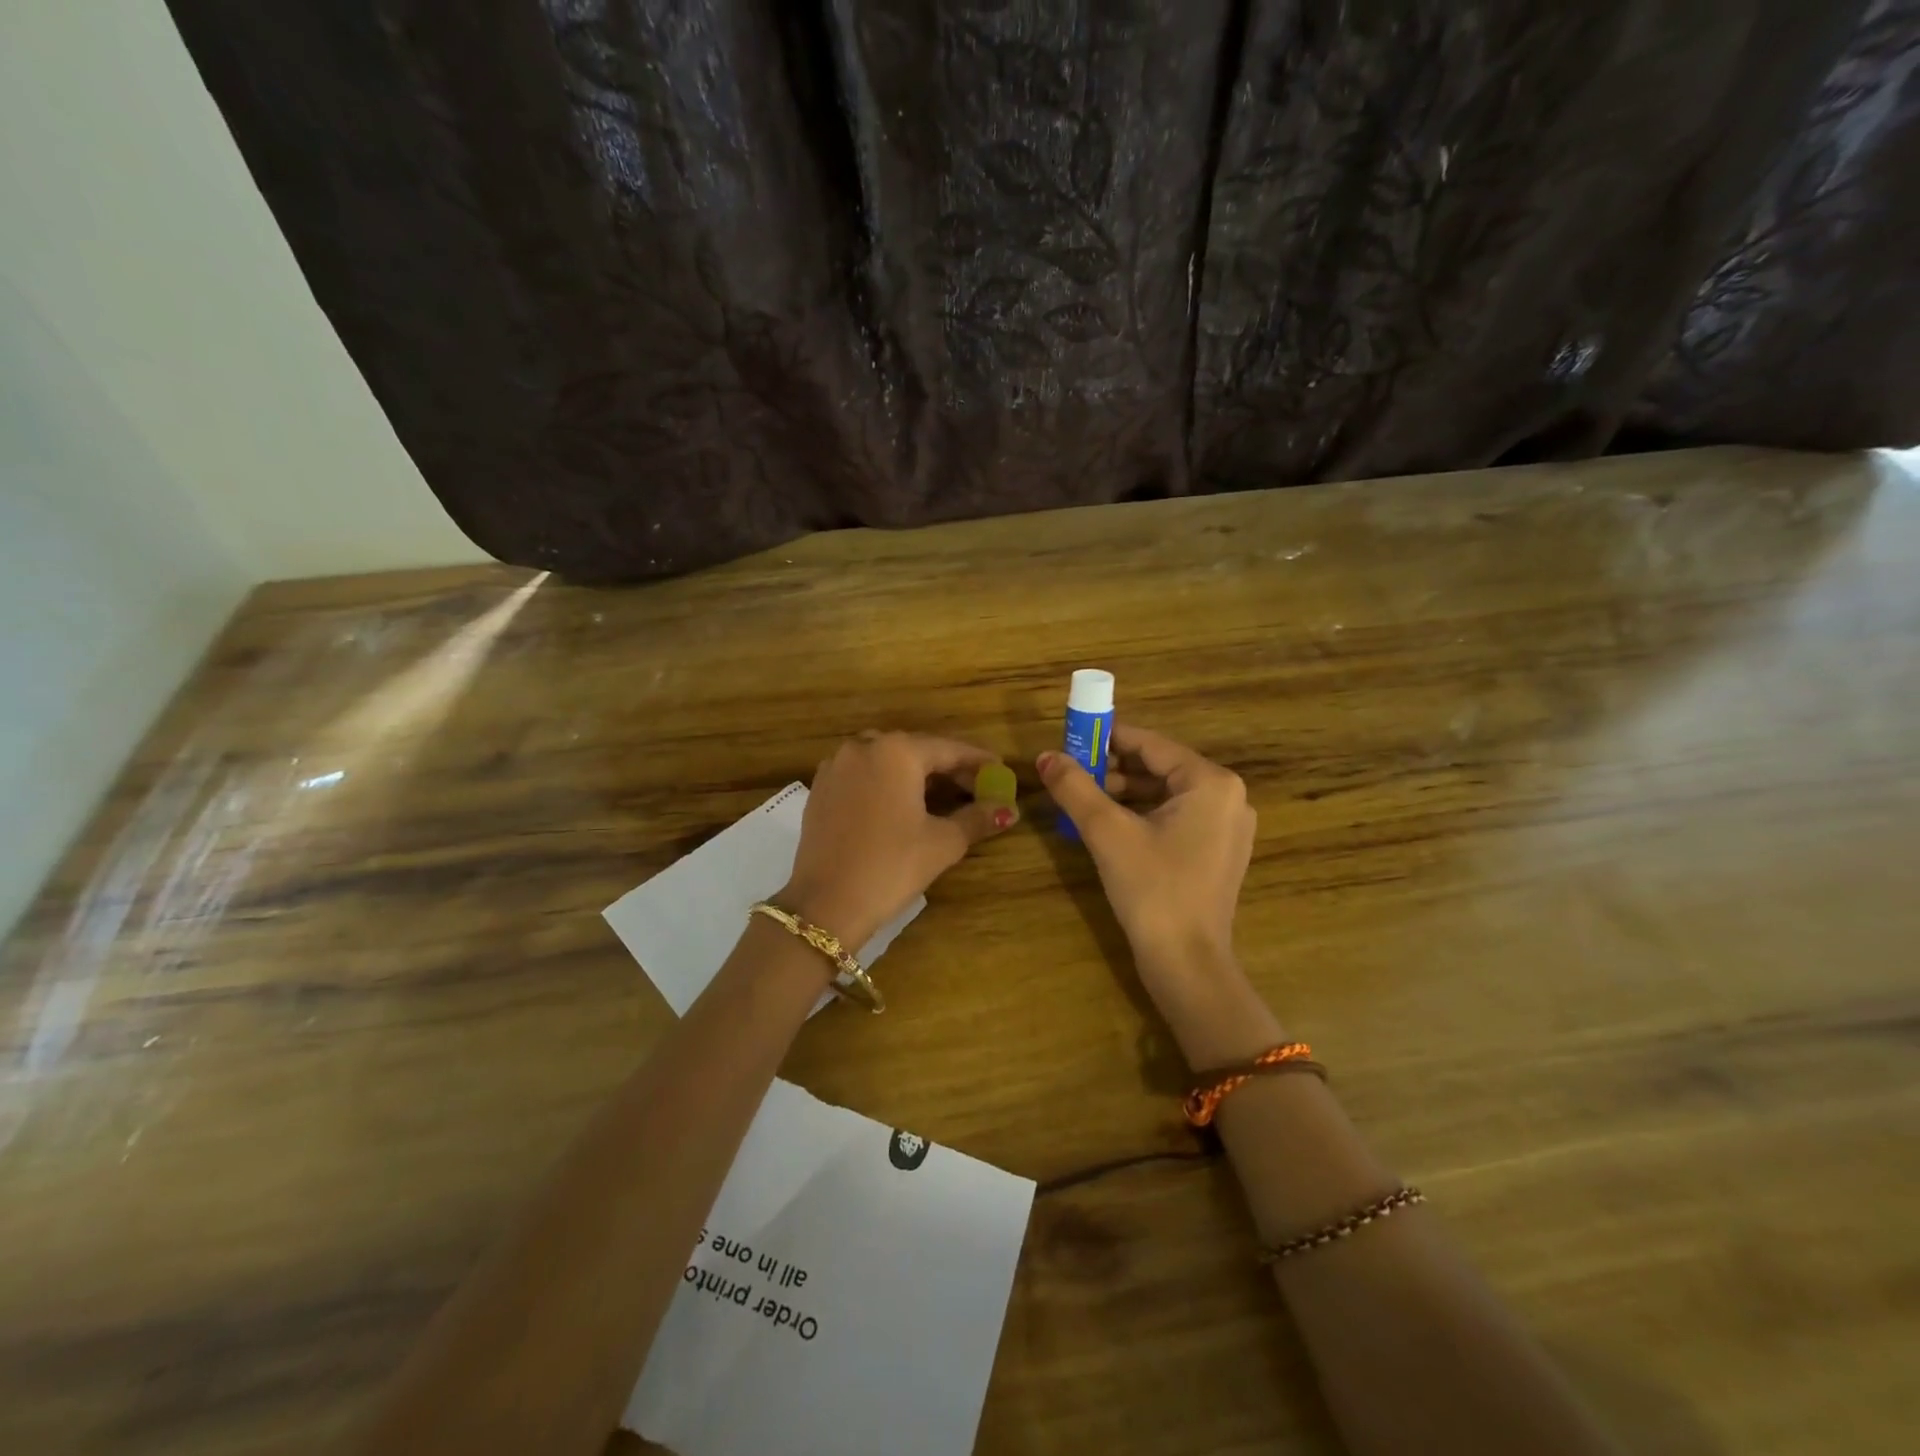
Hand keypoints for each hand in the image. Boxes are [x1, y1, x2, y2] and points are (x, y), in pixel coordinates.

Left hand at [782, 731, 1017, 950]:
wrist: (826, 905)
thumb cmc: (891, 867)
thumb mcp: (943, 842)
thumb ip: (978, 818)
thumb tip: (1008, 810)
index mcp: (897, 752)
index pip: (949, 749)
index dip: (978, 761)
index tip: (1001, 771)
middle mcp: (863, 747)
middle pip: (917, 750)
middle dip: (948, 768)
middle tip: (976, 789)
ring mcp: (836, 766)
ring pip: (887, 760)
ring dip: (916, 774)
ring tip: (941, 797)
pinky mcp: (821, 788)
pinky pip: (863, 774)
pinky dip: (887, 782)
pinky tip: (901, 805)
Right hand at [1037, 725, 1254, 999]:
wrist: (1186, 964)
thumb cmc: (1152, 889)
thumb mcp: (1107, 832)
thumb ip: (1075, 787)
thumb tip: (1044, 756)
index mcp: (1211, 782)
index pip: (1151, 743)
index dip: (1107, 738)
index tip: (1071, 737)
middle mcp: (1228, 797)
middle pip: (1160, 767)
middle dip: (1114, 768)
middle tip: (1073, 773)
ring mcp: (1228, 827)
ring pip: (1166, 794)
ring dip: (1126, 793)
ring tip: (1084, 799)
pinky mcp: (1219, 852)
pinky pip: (1176, 818)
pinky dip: (1143, 815)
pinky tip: (1110, 826)